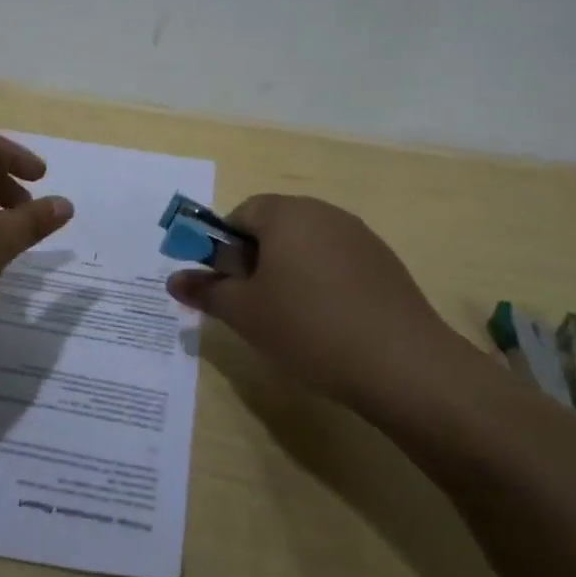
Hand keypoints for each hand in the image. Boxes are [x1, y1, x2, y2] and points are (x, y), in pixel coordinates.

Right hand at [166, 195, 489, 410]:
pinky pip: (337, 263)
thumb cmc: (308, 328)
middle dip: (256, 261)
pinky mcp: (384, 263)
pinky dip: (323, 284)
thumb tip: (173, 279)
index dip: (224, 248)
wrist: (402, 363)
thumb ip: (206, 290)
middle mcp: (324, 212)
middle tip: (253, 306)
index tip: (227, 286)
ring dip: (289, 273)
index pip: (241, 214)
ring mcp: (359, 236)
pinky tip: (328, 324)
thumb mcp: (244, 313)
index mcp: (287, 213)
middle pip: (275, 227)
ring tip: (290, 320)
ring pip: (307, 246)